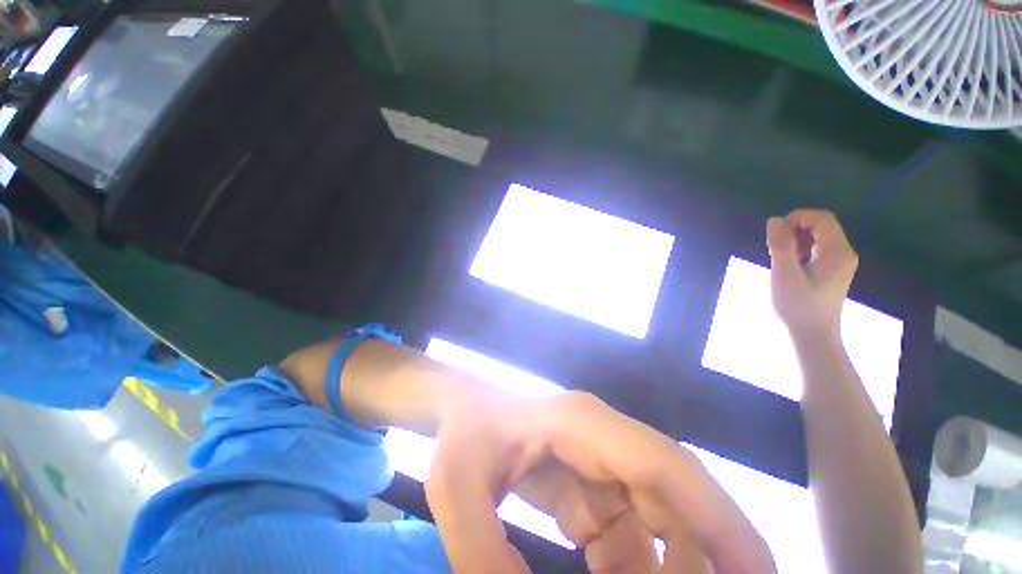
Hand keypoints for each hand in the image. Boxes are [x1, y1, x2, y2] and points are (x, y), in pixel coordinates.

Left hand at [425, 392, 776, 573]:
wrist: (461, 406)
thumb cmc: (462, 431)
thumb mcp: (456, 487)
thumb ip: (482, 555)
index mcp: (582, 424)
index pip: (666, 465)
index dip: (722, 520)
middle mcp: (602, 437)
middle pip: (672, 495)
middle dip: (699, 559)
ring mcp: (597, 457)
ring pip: (654, 518)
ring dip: (660, 570)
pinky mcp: (587, 480)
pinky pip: (625, 528)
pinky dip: (629, 566)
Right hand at [766, 210, 857, 337]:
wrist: (812, 334)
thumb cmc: (797, 306)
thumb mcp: (784, 275)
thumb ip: (780, 246)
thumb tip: (774, 220)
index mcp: (837, 252)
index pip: (821, 218)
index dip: (797, 218)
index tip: (776, 235)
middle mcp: (843, 252)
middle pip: (821, 225)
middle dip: (794, 229)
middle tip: (775, 249)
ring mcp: (839, 261)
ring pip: (817, 236)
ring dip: (795, 239)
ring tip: (780, 258)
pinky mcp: (832, 269)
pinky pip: (817, 247)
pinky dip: (800, 249)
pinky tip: (790, 264)